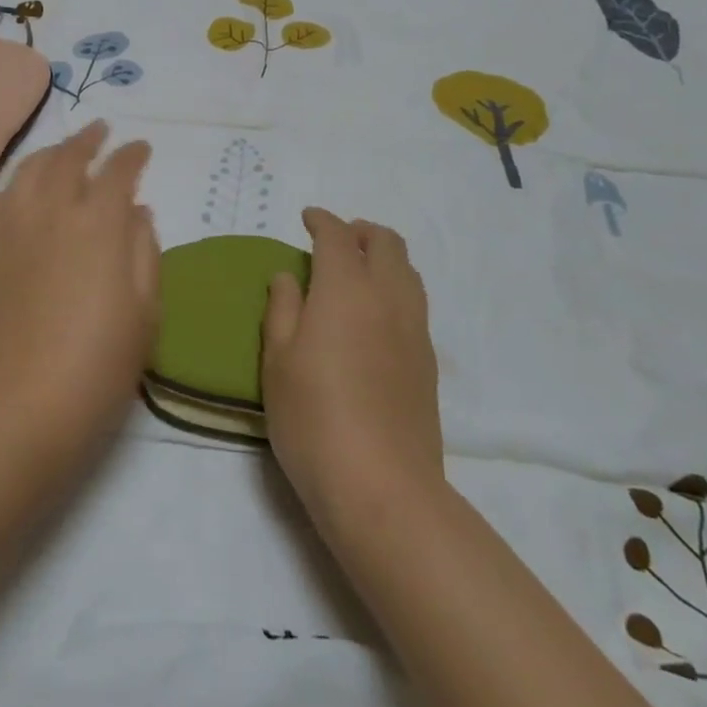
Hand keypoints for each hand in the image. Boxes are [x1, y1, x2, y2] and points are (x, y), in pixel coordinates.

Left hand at [0, 120, 158, 471]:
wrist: (22, 406)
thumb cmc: (99, 364)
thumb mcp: (145, 310)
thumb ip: (144, 250)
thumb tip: (138, 211)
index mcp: (98, 224)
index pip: (117, 171)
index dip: (132, 155)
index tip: (141, 148)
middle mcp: (51, 212)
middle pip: (67, 157)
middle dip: (88, 138)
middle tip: (101, 130)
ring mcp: (9, 228)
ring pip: (27, 171)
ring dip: (49, 153)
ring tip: (61, 152)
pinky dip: (10, 188)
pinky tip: (17, 194)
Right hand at [262, 208, 442, 528]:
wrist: (382, 487)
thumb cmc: (313, 417)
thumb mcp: (278, 360)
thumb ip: (282, 308)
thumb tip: (289, 277)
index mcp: (346, 289)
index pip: (338, 236)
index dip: (322, 220)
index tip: (307, 218)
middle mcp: (387, 297)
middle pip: (386, 243)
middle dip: (361, 231)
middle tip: (336, 241)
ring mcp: (415, 329)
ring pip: (408, 271)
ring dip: (384, 257)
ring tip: (358, 273)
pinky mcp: (428, 362)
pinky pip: (415, 302)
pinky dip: (396, 288)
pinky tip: (375, 315)